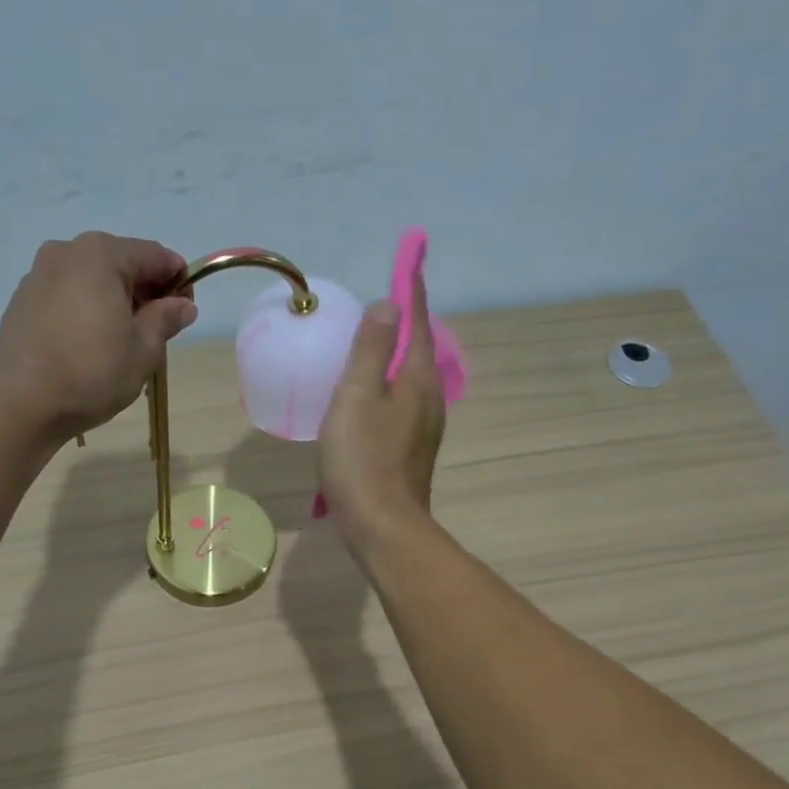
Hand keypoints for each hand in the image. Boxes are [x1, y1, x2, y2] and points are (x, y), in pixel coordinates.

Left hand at [0, 232, 196, 441]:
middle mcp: (67, 251)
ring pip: (91, 280)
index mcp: (102, 254)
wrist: (23, 402)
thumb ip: (166, 319)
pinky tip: (89, 346)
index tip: (186, 313)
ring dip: (114, 302)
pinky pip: (67, 297)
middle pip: (121, 264)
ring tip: (121, 343)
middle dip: (144, 292)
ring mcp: (39, 274)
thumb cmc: (93, 371)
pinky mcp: (22, 301)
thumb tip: (183, 305)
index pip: (155, 256)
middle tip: (156, 332)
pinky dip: (85, 312)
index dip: (178, 282)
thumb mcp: (143, 349)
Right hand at [318, 270, 445, 554]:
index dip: (411, 292)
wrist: (382, 526)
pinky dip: (386, 389)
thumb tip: (389, 305)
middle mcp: (430, 399)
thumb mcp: (358, 396)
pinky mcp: (411, 451)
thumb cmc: (363, 459)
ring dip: (394, 359)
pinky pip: (400, 405)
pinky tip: (367, 399)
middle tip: (383, 305)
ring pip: (410, 380)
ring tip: (371, 348)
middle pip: (418, 351)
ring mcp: (423, 428)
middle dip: (404, 325)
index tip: (411, 262)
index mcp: (419, 379)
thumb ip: (372, 349)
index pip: (418, 322)